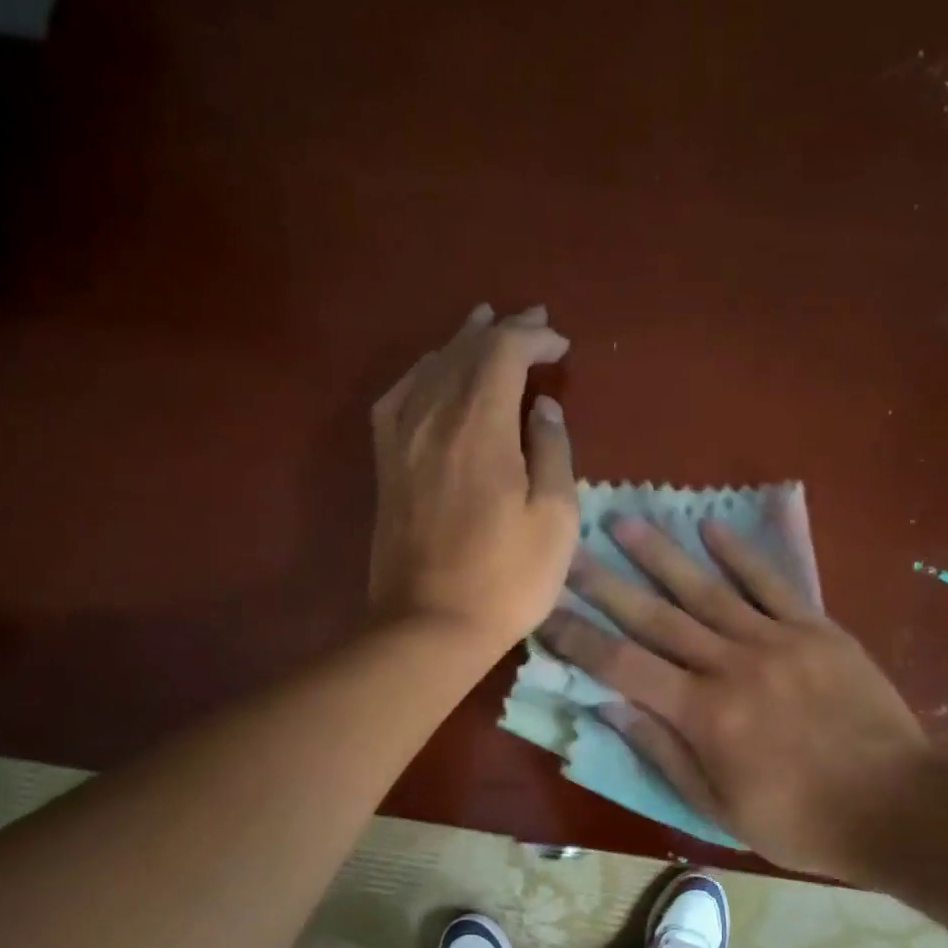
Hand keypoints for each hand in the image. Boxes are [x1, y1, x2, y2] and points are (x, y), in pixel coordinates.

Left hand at [369, 304, 577, 652]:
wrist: (431, 626)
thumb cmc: (507, 578)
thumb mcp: (555, 519)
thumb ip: (553, 452)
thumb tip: (543, 407)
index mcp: (480, 427)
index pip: (503, 353)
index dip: (533, 337)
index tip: (561, 345)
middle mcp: (434, 419)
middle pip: (465, 352)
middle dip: (501, 330)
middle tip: (531, 321)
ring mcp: (402, 441)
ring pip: (430, 368)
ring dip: (460, 342)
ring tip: (482, 324)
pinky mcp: (386, 465)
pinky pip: (398, 399)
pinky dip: (419, 374)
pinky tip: (429, 372)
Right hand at [539, 516, 927, 877]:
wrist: (900, 807)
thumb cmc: (802, 820)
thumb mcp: (720, 807)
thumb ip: (662, 752)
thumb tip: (607, 707)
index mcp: (704, 713)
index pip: (623, 665)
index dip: (580, 638)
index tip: (547, 610)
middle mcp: (731, 664)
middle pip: (656, 616)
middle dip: (606, 582)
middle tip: (571, 549)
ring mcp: (777, 639)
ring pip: (707, 588)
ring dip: (661, 554)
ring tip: (626, 521)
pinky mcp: (817, 628)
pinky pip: (771, 583)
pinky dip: (739, 554)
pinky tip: (710, 526)